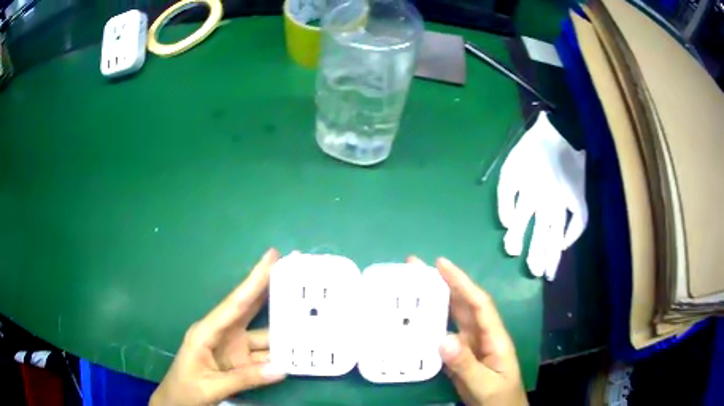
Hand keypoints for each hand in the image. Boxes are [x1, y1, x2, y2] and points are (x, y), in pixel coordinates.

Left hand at [150, 249, 286, 405]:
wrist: (178, 403)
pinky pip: (264, 354)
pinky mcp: (240, 361)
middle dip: (269, 288)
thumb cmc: (186, 389)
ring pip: (262, 333)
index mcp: (207, 331)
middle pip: (249, 308)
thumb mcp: (212, 385)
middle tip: (293, 269)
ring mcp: (233, 348)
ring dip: (282, 327)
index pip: (235, 303)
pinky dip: (280, 353)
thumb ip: (245, 378)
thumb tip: (282, 369)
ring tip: (307, 314)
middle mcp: (223, 333)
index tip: (272, 256)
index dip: (254, 280)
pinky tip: (298, 350)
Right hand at [409, 256, 526, 405]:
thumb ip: (466, 364)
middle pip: (463, 304)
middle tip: (416, 267)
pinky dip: (431, 324)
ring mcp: (469, 345)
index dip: (461, 282)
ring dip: (436, 299)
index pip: (478, 304)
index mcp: (494, 337)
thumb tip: (443, 338)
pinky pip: (443, 334)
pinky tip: (415, 319)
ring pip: (453, 317)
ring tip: (413, 285)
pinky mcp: (459, 356)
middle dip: (444, 283)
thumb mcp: (486, 384)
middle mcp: (481, 335)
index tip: (440, 264)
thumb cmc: (500, 397)